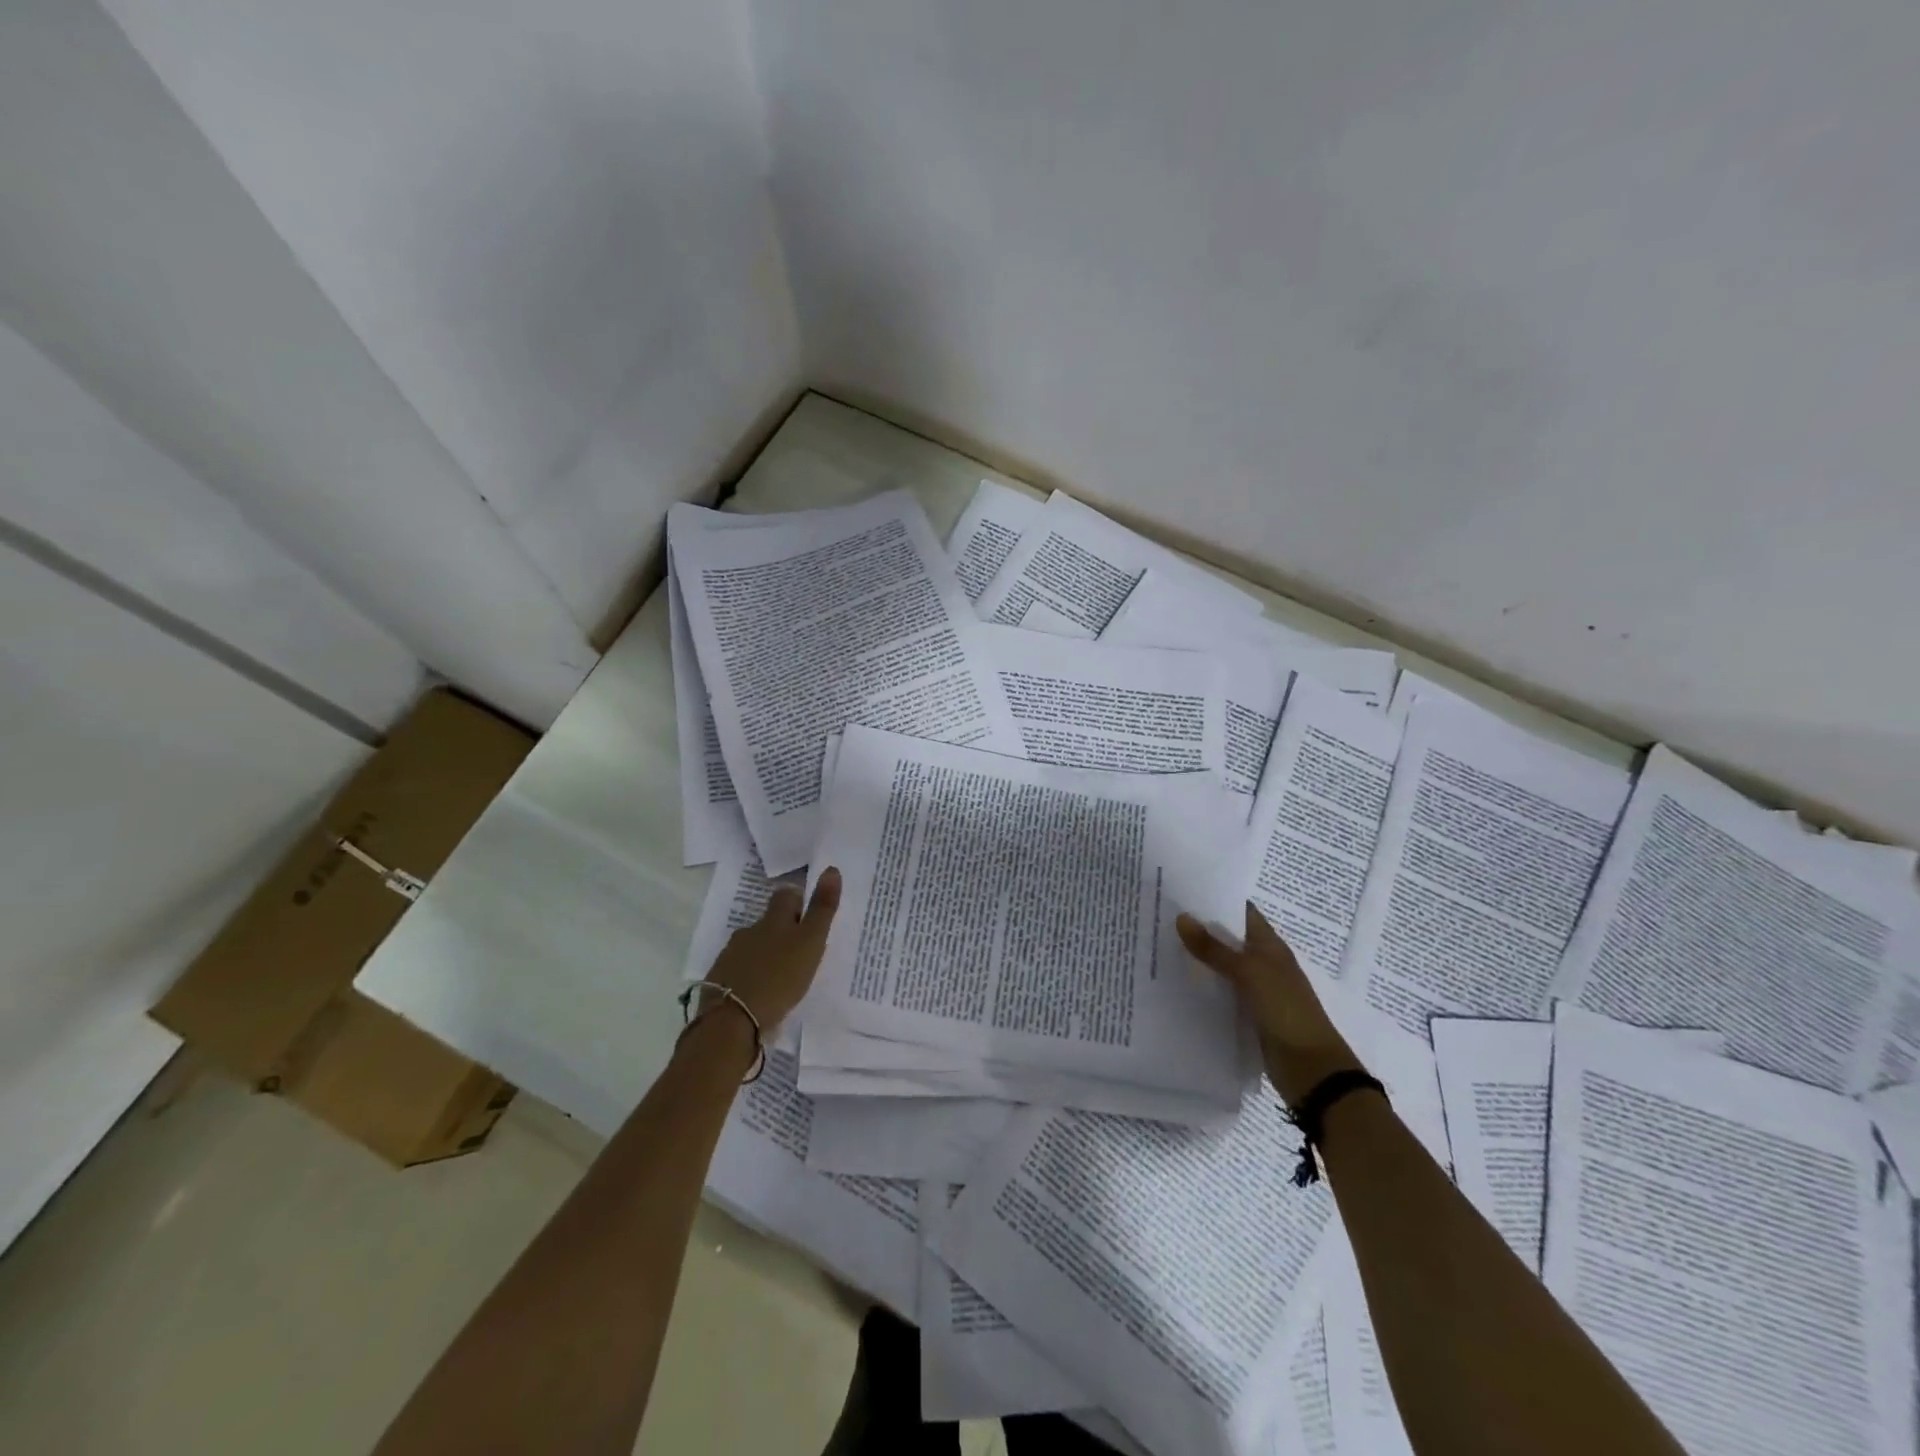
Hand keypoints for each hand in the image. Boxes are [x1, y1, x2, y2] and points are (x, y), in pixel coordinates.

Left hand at [700, 868, 842, 1031]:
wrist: (732, 1021)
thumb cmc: (779, 978)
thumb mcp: (810, 942)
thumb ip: (822, 908)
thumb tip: (831, 869)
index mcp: (773, 920)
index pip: (786, 896)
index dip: (798, 900)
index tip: (810, 913)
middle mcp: (749, 931)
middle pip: (768, 921)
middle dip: (783, 930)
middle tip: (802, 948)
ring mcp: (731, 956)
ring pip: (753, 946)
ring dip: (767, 954)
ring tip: (783, 975)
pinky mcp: (720, 981)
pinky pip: (740, 970)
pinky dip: (752, 976)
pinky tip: (762, 993)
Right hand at [1177, 901, 1366, 1108]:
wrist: (1311, 1069)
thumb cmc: (1285, 1010)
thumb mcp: (1249, 973)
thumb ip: (1214, 948)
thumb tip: (1181, 917)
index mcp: (1270, 946)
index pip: (1241, 912)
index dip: (1215, 900)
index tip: (1180, 891)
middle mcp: (1262, 963)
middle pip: (1227, 939)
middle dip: (1198, 929)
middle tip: (1159, 917)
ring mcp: (1255, 991)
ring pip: (1221, 967)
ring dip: (1197, 959)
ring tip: (1157, 946)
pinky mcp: (1247, 1015)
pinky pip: (1220, 994)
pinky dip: (1201, 988)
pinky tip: (1174, 984)